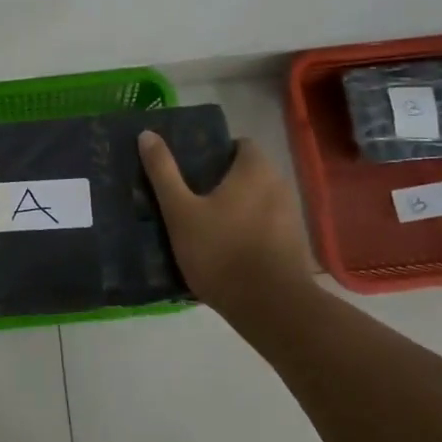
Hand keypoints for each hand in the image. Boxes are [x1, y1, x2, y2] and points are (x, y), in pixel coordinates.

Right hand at [139, 132, 316, 327]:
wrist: (271, 307)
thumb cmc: (221, 251)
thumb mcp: (180, 211)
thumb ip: (163, 172)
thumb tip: (147, 134)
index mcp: (255, 169)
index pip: (239, 144)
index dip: (215, 152)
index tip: (190, 168)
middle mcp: (279, 185)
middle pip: (247, 172)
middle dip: (221, 181)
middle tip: (189, 196)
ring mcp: (291, 215)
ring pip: (257, 200)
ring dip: (236, 207)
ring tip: (204, 224)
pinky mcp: (294, 244)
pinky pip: (266, 225)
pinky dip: (248, 229)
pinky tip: (226, 249)